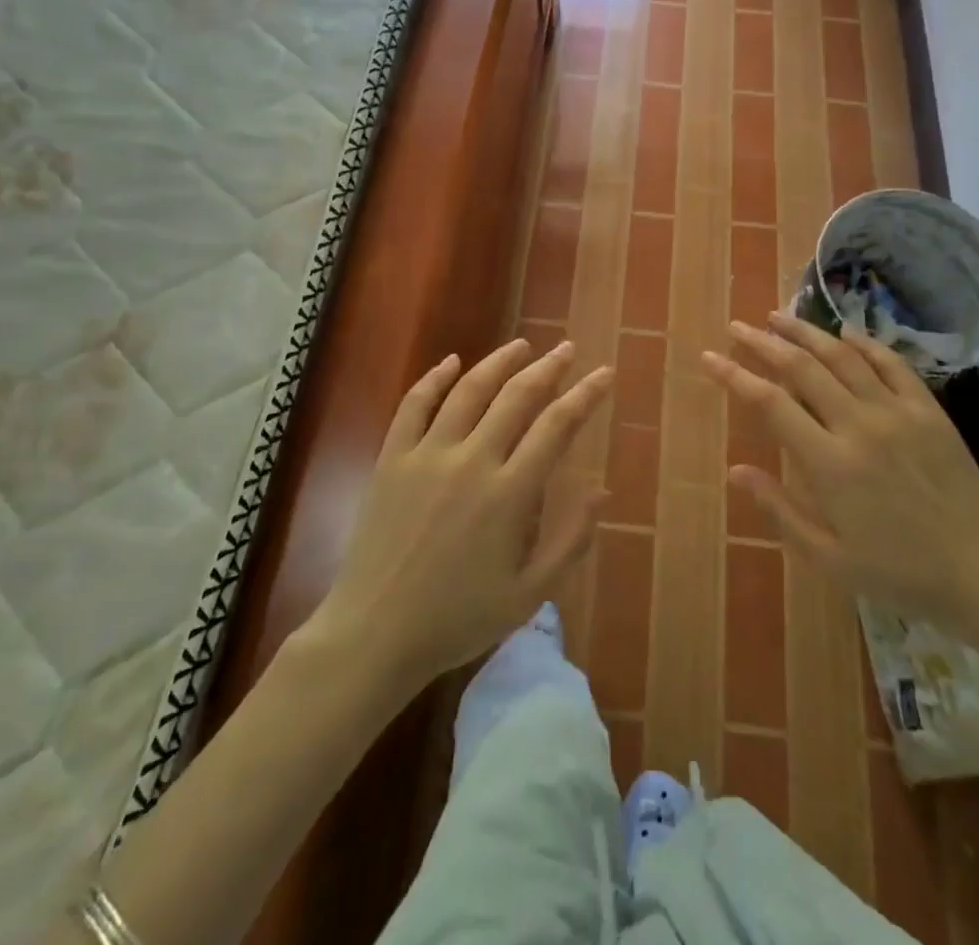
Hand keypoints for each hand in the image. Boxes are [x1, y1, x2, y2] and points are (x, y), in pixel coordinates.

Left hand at [310, 339, 612, 691]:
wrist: (375, 634)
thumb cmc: (457, 619)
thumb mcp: (528, 594)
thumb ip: (569, 540)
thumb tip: (602, 491)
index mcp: (509, 493)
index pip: (556, 426)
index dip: (585, 395)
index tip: (603, 373)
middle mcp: (471, 461)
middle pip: (517, 396)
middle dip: (548, 367)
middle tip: (567, 349)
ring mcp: (427, 455)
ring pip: (469, 390)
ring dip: (499, 362)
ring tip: (522, 345)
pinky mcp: (391, 459)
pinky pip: (414, 405)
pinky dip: (433, 378)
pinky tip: (451, 361)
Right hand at [701, 312, 978, 635]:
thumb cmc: (899, 572)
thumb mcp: (829, 557)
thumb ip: (779, 510)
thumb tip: (735, 470)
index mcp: (829, 464)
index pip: (770, 403)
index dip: (734, 375)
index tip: (710, 356)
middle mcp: (859, 425)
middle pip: (801, 368)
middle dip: (763, 342)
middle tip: (737, 326)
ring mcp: (897, 412)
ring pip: (842, 356)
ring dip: (805, 332)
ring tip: (777, 316)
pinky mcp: (929, 410)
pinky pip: (891, 363)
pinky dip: (863, 342)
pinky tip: (844, 332)